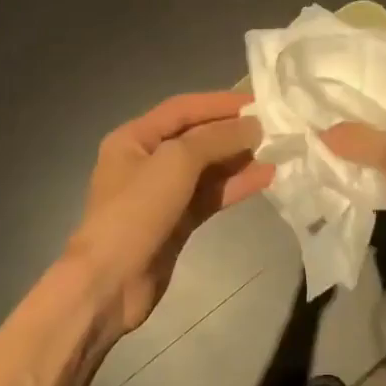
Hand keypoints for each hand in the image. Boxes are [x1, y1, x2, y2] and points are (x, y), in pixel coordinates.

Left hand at [69, 92, 273, 334]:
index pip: (182, 109)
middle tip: (273, 128)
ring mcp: (161, 194)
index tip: (257, 102)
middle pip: (195, 138)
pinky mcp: (176, 222)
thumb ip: (215, 139)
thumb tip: (253, 126)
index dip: (219, 103)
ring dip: (238, 160)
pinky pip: (209, 196)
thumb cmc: (136, 212)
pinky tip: (265, 179)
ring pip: (206, 169)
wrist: (110, 282)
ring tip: (275, 152)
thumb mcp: (175, 162)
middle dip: (232, 132)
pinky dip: (234, 186)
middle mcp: (146, 161)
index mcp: (133, 138)